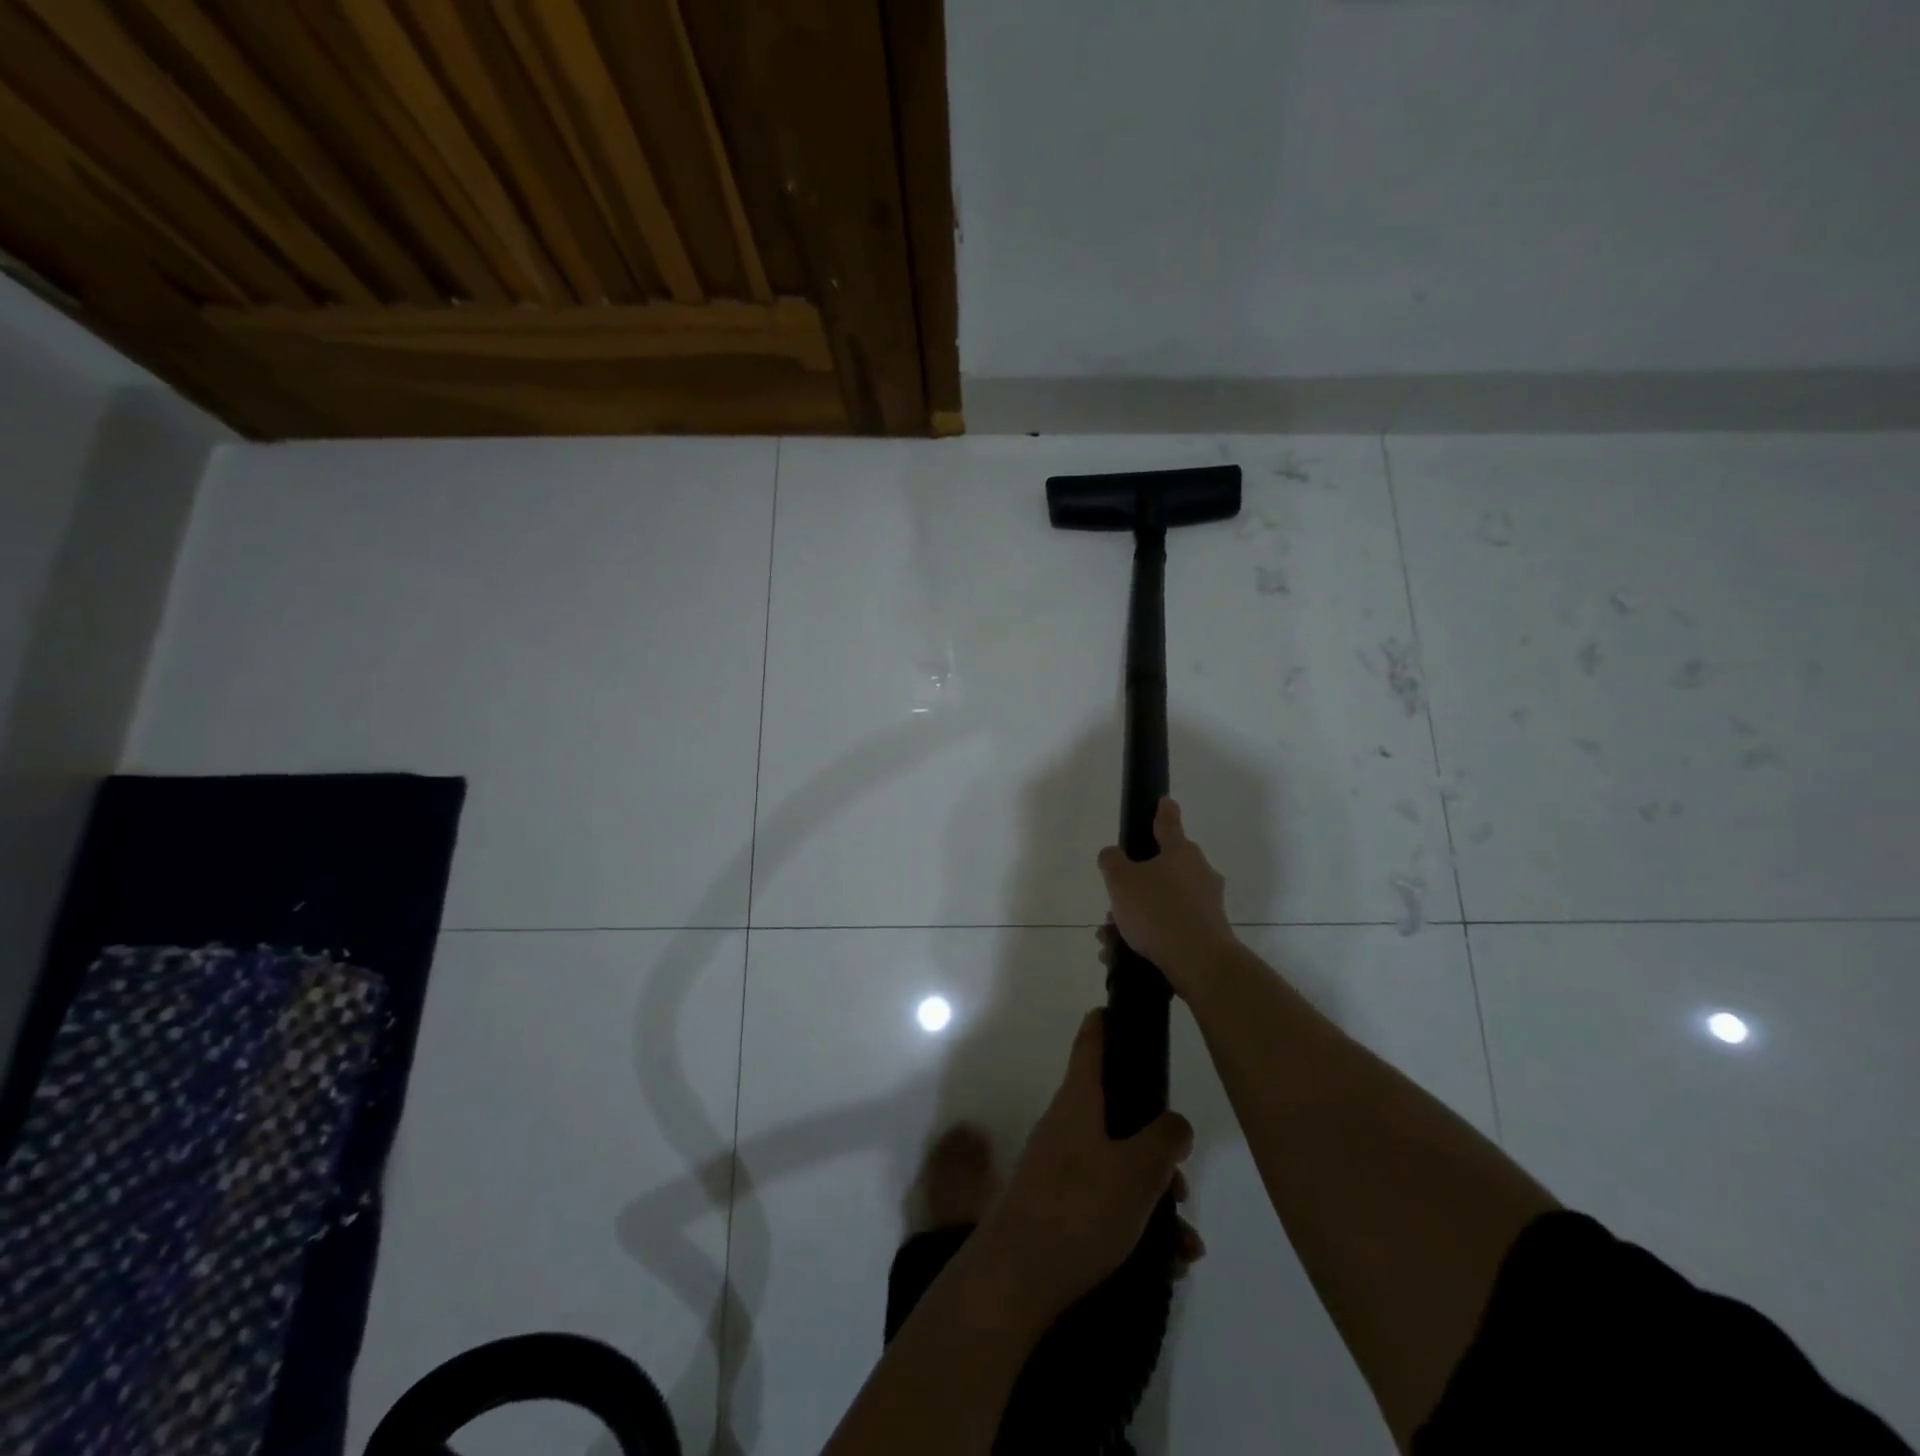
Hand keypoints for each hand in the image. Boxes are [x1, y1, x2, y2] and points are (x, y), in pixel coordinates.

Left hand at [975, 1010, 1196, 1321]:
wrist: (1019, 1276)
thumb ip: (1164, 1139)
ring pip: (1119, 1164)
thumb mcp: (1138, 1170)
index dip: (1106, 1022)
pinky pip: (1109, 1201)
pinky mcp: (1060, 1206)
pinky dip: (1139, 1223)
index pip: (1091, 1043)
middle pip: (1117, 1112)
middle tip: (1181, 1179)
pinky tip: (1167, 1260)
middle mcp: (1067, 1125)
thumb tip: (1174, 1123)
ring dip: (1154, 1195)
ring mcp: (1061, 1166)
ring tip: (1184, 1240)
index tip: (1119, 1008)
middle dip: (1155, 1143)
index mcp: (1079, 1100)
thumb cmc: (1080, 1207)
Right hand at [1096, 797, 1237, 995]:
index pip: (1168, 822)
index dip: (1162, 810)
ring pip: (1162, 901)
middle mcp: (1198, 872)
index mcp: (1180, 851)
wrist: (1200, 963)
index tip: (1164, 801)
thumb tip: (1114, 855)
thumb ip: (1112, 861)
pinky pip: (1170, 927)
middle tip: (1113, 903)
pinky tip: (1122, 954)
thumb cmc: (1158, 911)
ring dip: (1135, 915)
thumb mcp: (1121, 881)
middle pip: (1162, 868)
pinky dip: (1148, 936)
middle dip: (1134, 884)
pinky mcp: (1207, 932)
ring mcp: (1206, 903)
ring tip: (1110, 937)